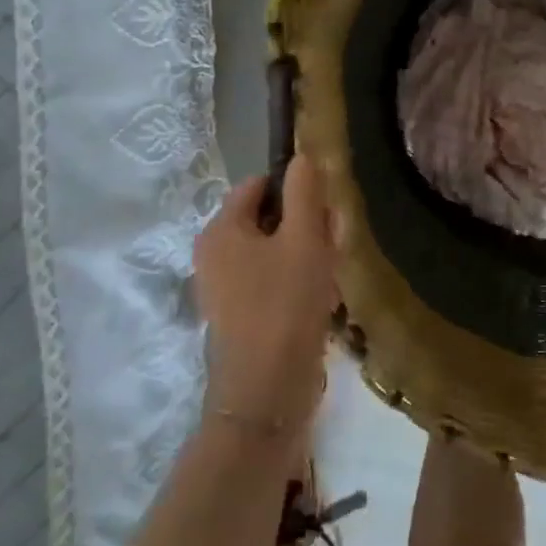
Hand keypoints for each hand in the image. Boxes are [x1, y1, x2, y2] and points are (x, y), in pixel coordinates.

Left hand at [190, 157, 337, 437]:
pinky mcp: (239, 315)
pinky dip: (296, 282)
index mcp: (220, 230)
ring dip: (306, 255)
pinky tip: (319, 299)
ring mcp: (224, 288)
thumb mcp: (304, 239)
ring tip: (329, 276)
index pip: (259, 185)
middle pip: (267, 218)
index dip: (295, 189)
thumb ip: (305, 193)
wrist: (267, 389)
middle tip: (332, 245)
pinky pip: (271, 280)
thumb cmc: (285, 304)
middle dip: (304, 226)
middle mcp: (213, 254)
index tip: (325, 210)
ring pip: (273, 251)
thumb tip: (303, 156)